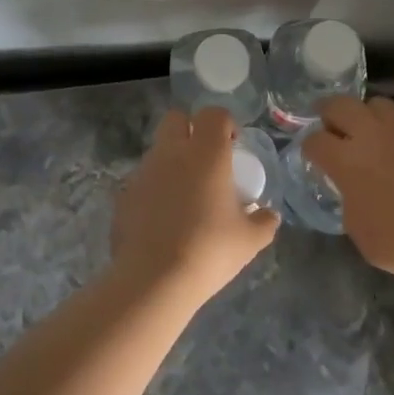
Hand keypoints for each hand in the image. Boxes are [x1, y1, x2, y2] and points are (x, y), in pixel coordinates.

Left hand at [111, 108, 278, 305]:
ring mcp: (144, 172)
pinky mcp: (124, 195)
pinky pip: (143, 181)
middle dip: (190, 130)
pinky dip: (154, 190)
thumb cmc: (209, 250)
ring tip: (185, 196)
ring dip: (172, 161)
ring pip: (158, 150)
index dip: (225, 123)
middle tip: (206, 160)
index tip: (233, 145)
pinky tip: (163, 220)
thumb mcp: (249, 240)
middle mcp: (172, 152)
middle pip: (176, 119)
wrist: (153, 280)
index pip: (213, 114)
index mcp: (206, 153)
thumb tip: (270, 215)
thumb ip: (264, 222)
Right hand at [304, 97, 393, 290]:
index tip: (313, 158)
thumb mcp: (361, 233)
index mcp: (347, 159)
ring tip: (366, 133)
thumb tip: (350, 189)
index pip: (314, 140)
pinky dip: (393, 130)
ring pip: (374, 103)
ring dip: (364, 115)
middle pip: (339, 104)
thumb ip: (348, 201)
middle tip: (330, 129)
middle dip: (328, 114)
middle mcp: (372, 134)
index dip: (309, 149)